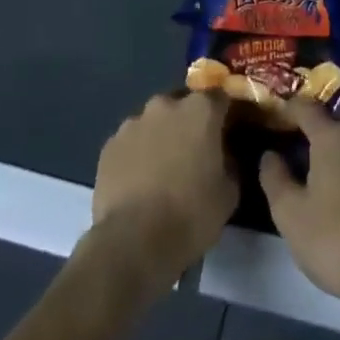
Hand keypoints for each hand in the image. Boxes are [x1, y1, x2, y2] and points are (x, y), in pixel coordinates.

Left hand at [88, 91, 237, 294]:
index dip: (223, 115)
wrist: (133, 242)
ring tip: (161, 171)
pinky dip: (136, 155)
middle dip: (188, 124)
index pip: (219, 97)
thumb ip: (230, 165)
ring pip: (153, 123)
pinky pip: (130, 143)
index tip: (225, 134)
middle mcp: (166, 105)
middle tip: (192, 154)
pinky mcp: (109, 145)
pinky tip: (137, 183)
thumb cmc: (190, 214)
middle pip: (182, 105)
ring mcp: (133, 122)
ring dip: (160, 138)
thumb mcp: (228, 195)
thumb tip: (224, 158)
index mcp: (200, 110)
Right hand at [259, 96, 339, 316]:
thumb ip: (275, 178)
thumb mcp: (290, 213)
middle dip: (312, 133)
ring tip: (315, 174)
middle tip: (292, 147)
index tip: (276, 116)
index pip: (307, 108)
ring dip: (333, 155)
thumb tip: (269, 155)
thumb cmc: (334, 238)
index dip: (289, 109)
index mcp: (333, 137)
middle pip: (332, 126)